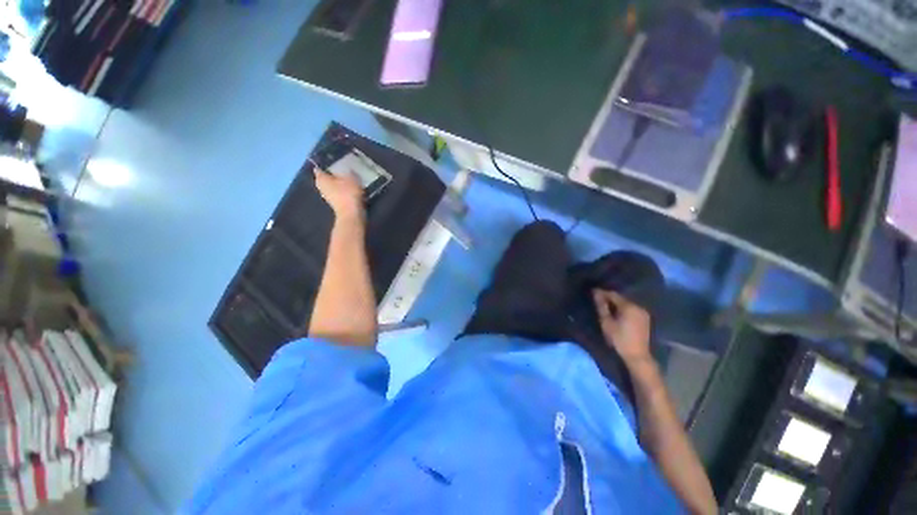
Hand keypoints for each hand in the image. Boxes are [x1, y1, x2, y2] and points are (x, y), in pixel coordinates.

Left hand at [314, 168, 363, 220]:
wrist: (352, 214)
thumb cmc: (348, 193)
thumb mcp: (351, 178)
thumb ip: (348, 171)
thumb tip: (347, 169)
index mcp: (321, 178)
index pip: (320, 168)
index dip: (326, 163)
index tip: (335, 160)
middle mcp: (321, 186)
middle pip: (327, 177)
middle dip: (334, 173)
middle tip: (344, 168)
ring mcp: (328, 196)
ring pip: (333, 185)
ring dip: (340, 182)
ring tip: (350, 178)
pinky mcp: (336, 203)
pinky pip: (339, 193)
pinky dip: (344, 190)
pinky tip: (353, 188)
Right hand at [592, 289, 651, 365]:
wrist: (637, 356)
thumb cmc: (619, 339)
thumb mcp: (606, 322)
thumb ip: (601, 306)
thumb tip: (596, 293)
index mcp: (629, 306)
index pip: (613, 294)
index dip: (602, 293)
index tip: (592, 292)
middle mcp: (638, 306)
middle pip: (621, 298)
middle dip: (609, 298)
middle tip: (598, 300)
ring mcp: (643, 313)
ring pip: (626, 304)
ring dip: (616, 304)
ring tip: (606, 306)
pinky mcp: (645, 319)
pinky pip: (632, 309)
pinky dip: (623, 309)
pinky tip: (617, 314)